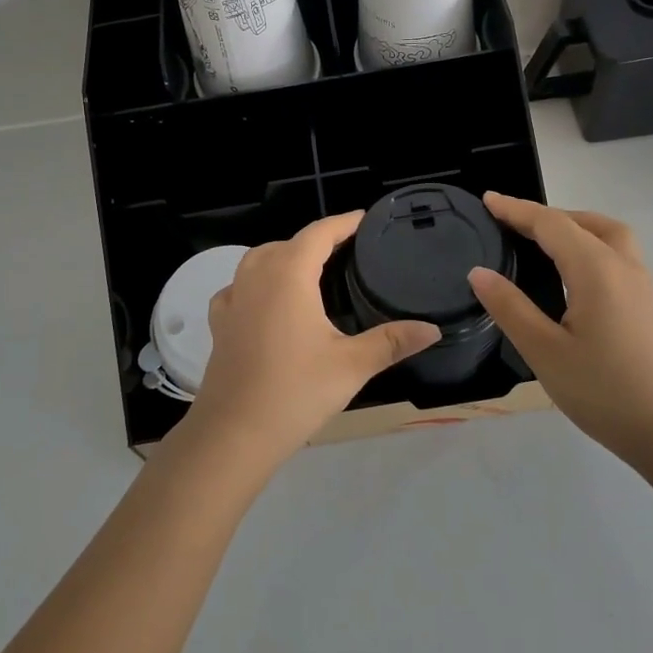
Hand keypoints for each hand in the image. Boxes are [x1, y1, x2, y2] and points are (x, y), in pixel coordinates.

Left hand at [180, 212, 439, 468]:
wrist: (234, 433)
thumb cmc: (296, 391)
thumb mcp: (352, 365)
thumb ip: (392, 342)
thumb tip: (432, 329)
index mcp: (289, 274)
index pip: (319, 233)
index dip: (343, 223)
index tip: (365, 220)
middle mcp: (257, 276)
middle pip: (288, 243)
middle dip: (316, 240)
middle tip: (346, 251)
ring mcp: (232, 299)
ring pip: (258, 260)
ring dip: (284, 256)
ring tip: (309, 271)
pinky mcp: (219, 323)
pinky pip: (238, 287)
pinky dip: (256, 283)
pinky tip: (267, 302)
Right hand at [468, 192, 652, 467]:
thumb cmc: (605, 391)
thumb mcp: (545, 352)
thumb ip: (510, 308)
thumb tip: (479, 272)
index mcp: (595, 269)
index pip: (550, 224)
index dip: (516, 210)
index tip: (487, 199)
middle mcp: (623, 265)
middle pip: (583, 222)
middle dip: (546, 215)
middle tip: (511, 223)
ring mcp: (642, 284)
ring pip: (608, 234)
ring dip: (574, 226)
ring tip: (542, 240)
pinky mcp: (649, 304)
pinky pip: (617, 254)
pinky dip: (590, 244)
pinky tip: (574, 273)